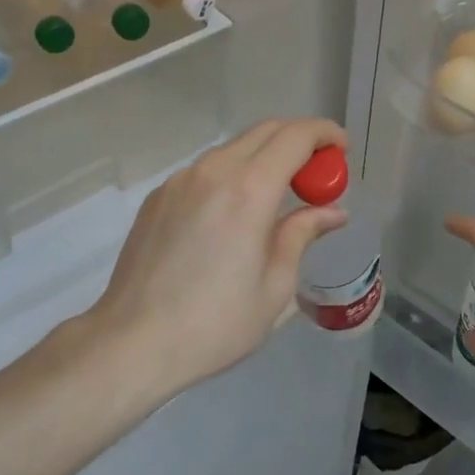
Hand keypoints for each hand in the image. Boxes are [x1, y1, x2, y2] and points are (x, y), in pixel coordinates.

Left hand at [92, 118, 348, 396]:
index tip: (341, 150)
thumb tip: (332, 212)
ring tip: (277, 196)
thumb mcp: (275, 285)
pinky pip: (206, 170)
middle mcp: (214, 171)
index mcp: (249, 190)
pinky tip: (232, 215)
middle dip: (298, 141)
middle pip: (265, 131)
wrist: (132, 342)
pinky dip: (232, 175)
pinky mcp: (158, 196)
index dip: (325, 134)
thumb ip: (302, 234)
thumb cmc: (215, 323)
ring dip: (264, 157)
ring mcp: (180, 180)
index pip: (295, 137)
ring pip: (233, 148)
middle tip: (316, 173)